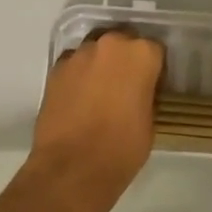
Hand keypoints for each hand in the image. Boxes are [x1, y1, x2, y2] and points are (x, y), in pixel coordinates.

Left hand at [26, 29, 162, 211]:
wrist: (72, 169)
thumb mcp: (150, 121)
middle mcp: (110, 44)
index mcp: (141, 54)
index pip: (154, 50)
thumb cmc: (122, 148)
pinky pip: (74, 65)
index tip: (151, 86)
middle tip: (125, 86)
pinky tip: (79, 99)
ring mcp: (80, 54)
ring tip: (99, 93)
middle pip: (123, 42)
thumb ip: (146, 93)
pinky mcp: (56, 68)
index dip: (154, 69)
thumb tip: (139, 90)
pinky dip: (78, 76)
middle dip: (125, 59)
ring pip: (96, 51)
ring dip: (100, 65)